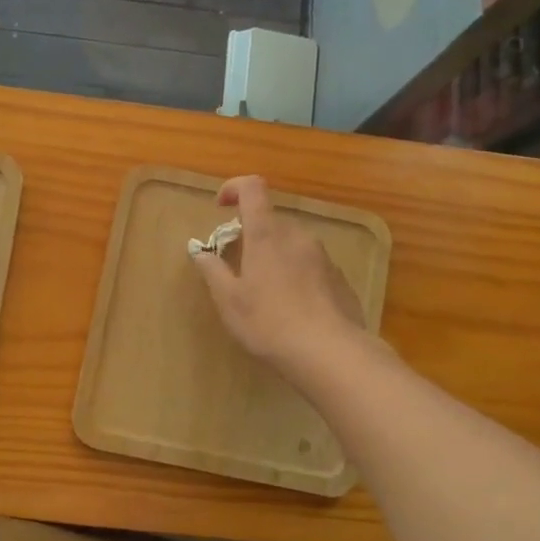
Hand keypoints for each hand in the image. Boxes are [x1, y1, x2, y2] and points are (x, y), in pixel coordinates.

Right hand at [192, 176, 368, 378]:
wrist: (329, 352)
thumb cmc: (269, 323)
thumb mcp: (229, 301)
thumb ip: (212, 270)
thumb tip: (200, 251)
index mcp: (266, 234)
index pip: (252, 188)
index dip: (234, 188)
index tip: (220, 207)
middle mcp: (297, 236)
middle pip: (271, 221)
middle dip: (252, 236)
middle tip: (239, 267)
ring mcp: (323, 255)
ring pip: (292, 244)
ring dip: (275, 257)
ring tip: (266, 294)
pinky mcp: (339, 277)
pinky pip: (311, 266)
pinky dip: (297, 275)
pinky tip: (293, 309)